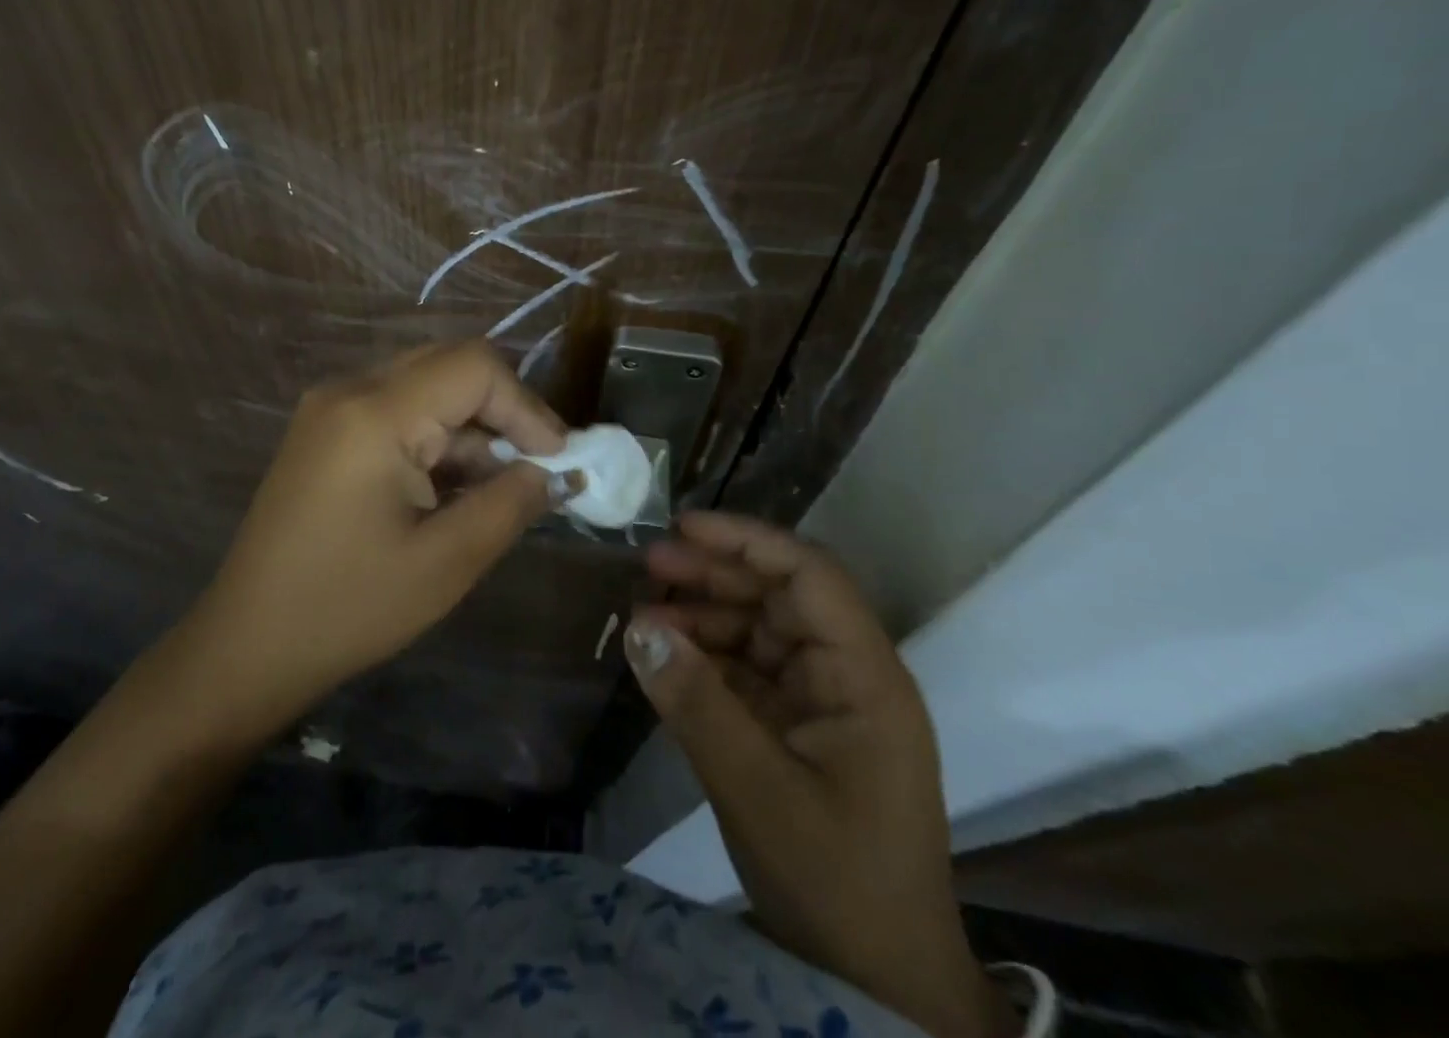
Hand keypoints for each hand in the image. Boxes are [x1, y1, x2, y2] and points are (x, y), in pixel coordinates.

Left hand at [189, 340, 565, 723]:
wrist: (247, 645)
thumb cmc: (348, 608)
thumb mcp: (446, 562)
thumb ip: (510, 503)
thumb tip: (554, 471)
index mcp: (375, 413)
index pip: (475, 367)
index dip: (527, 406)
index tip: (559, 459)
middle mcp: (349, 390)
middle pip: (450, 366)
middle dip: (502, 412)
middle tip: (535, 467)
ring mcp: (330, 407)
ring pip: (425, 387)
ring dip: (469, 429)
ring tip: (495, 488)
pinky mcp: (323, 430)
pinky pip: (396, 410)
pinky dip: (434, 438)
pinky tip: (450, 487)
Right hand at [626, 513, 1015, 1037]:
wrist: (879, 987)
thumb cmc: (837, 886)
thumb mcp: (758, 792)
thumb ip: (697, 703)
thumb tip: (638, 624)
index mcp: (865, 677)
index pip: (810, 576)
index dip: (747, 542)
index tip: (683, 528)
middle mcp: (847, 675)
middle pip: (779, 596)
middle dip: (714, 574)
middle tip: (648, 564)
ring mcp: (823, 703)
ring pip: (758, 629)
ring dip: (703, 615)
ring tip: (643, 612)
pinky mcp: (797, 729)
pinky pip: (747, 671)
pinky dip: (704, 658)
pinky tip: (663, 655)